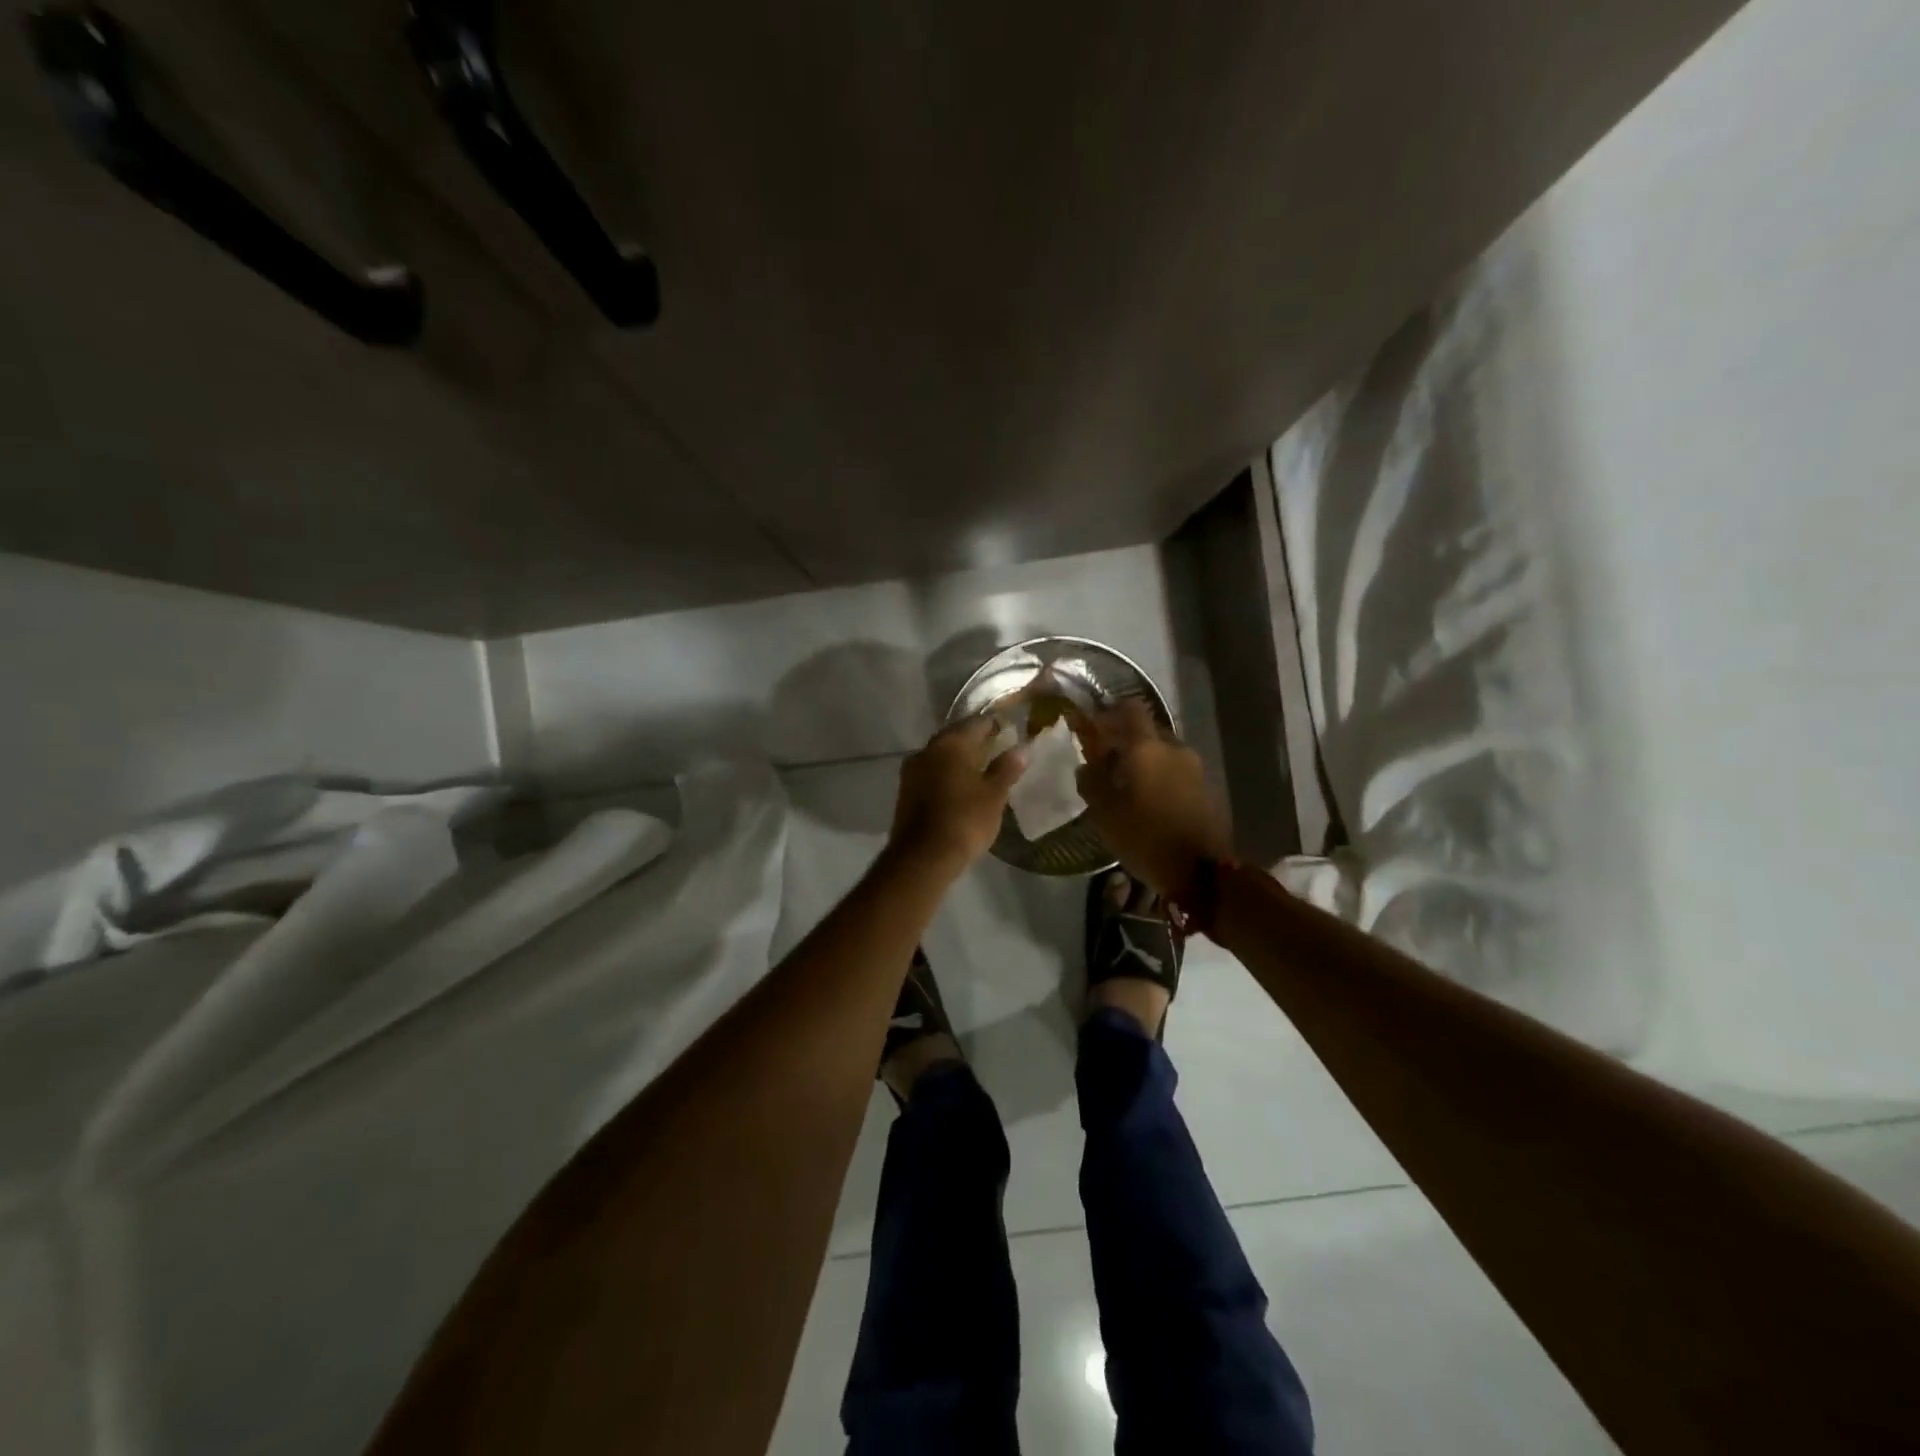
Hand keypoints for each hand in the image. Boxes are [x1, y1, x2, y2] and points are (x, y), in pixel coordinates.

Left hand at [888, 717, 1025, 876]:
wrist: (922, 857)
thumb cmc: (964, 821)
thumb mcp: (993, 796)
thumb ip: (1006, 769)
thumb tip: (1020, 749)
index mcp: (951, 743)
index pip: (978, 723)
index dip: (995, 725)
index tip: (1010, 730)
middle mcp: (928, 749)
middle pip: (956, 736)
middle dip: (976, 740)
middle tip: (997, 748)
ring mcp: (912, 769)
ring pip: (941, 755)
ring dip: (959, 758)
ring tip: (981, 768)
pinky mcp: (905, 790)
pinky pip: (931, 772)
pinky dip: (946, 774)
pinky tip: (960, 786)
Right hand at [1073, 699, 1231, 903]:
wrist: (1202, 873)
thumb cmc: (1145, 838)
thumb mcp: (1105, 814)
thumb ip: (1091, 782)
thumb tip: (1086, 766)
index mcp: (1147, 748)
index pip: (1130, 709)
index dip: (1110, 713)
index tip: (1094, 727)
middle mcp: (1174, 749)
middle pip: (1147, 730)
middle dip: (1126, 739)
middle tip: (1106, 760)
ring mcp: (1195, 768)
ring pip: (1164, 752)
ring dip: (1145, 760)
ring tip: (1127, 785)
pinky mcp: (1207, 788)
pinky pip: (1177, 771)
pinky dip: (1160, 776)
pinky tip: (1149, 800)